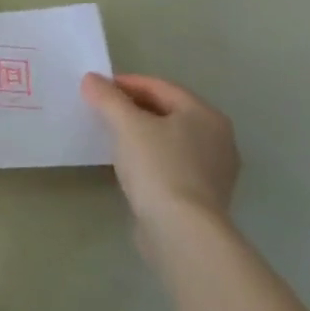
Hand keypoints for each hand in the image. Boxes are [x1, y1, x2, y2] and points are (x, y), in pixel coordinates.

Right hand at [82, 73, 238, 253]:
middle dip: (134, 108)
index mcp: (205, 115)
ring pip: (170, 139)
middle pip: (168, 112)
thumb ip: (107, 98)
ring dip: (142, 133)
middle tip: (102, 111)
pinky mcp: (204, 197)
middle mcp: (218, 138)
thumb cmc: (158, 166)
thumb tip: (91, 79)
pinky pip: (173, 164)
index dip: (126, 83)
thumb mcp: (126, 124)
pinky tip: (130, 165)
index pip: (160, 87)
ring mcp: (215, 171)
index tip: (97, 89)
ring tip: (112, 136)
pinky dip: (151, 158)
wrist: (182, 231)